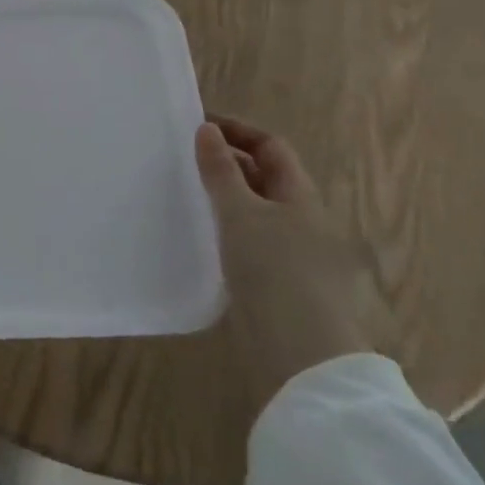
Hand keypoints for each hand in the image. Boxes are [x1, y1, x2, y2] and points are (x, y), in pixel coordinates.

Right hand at [195, 115, 390, 421]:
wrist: (301, 358)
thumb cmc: (275, 273)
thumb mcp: (241, 214)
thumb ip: (221, 171)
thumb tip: (207, 130)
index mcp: (301, 197)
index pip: (271, 147)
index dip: (238, 131)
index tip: (196, 127)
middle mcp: (302, 221)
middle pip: (265, 178)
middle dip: (227, 164)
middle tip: (182, 160)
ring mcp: (293, 256)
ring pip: (255, 213)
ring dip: (223, 199)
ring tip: (183, 196)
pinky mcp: (279, 286)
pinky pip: (250, 243)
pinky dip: (225, 232)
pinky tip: (200, 241)